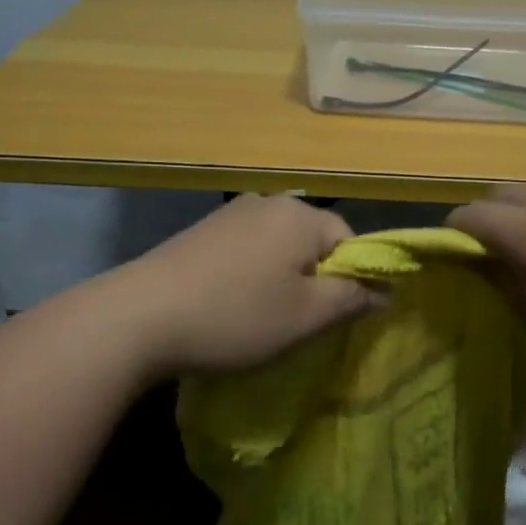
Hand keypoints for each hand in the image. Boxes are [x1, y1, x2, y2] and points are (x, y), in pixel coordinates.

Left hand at [108, 194, 379, 377]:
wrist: (139, 317)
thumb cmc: (236, 316)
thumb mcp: (306, 317)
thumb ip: (353, 298)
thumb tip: (386, 290)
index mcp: (301, 215)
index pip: (350, 242)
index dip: (350, 281)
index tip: (331, 318)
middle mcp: (268, 202)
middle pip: (313, 242)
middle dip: (313, 280)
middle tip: (296, 323)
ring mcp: (230, 214)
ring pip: (278, 248)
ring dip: (280, 280)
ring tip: (259, 318)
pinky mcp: (201, 231)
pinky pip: (246, 251)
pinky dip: (249, 276)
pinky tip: (229, 305)